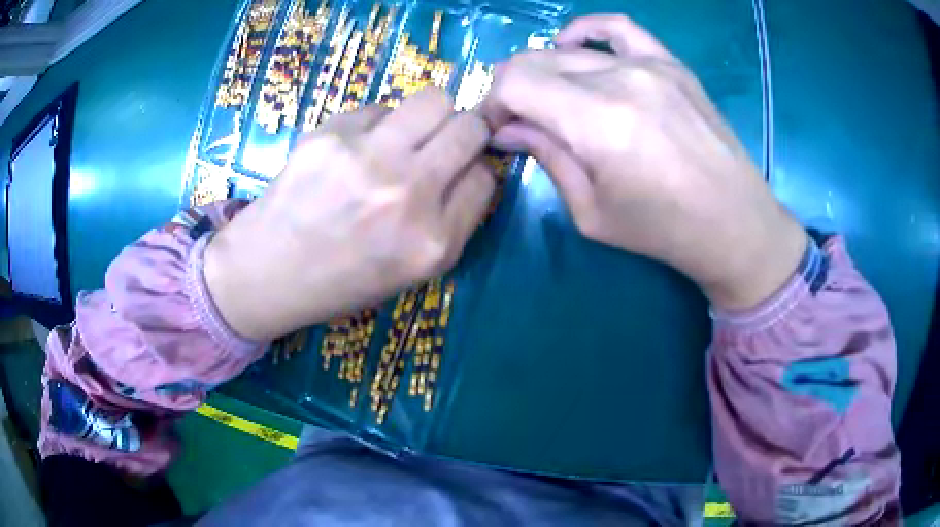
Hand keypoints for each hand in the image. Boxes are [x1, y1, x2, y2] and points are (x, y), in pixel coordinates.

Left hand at [204, 89, 494, 340]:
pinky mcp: (332, 133)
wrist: (269, 272)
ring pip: (434, 100)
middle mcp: (409, 193)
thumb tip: (474, 164)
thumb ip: (454, 220)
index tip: (459, 172)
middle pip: (470, 128)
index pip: (486, 176)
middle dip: (465, 132)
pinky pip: (379, 108)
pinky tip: (353, 150)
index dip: (475, 169)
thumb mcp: (414, 270)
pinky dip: (377, 124)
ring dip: (428, 117)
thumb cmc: (343, 279)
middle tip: (441, 144)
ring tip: (402, 139)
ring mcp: (368, 157)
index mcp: (433, 241)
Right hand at [481, 15, 805, 309]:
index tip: (498, 130)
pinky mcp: (671, 63)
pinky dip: (586, 33)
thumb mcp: (591, 211)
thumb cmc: (664, 231)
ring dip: (544, 72)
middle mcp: (621, 80)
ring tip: (550, 99)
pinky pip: (618, 28)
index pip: (515, 83)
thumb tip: (506, 130)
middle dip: (513, 91)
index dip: (493, 104)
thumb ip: (546, 157)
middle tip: (520, 122)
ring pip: (568, 50)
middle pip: (535, 61)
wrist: (735, 224)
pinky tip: (574, 48)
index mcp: (598, 122)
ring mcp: (650, 64)